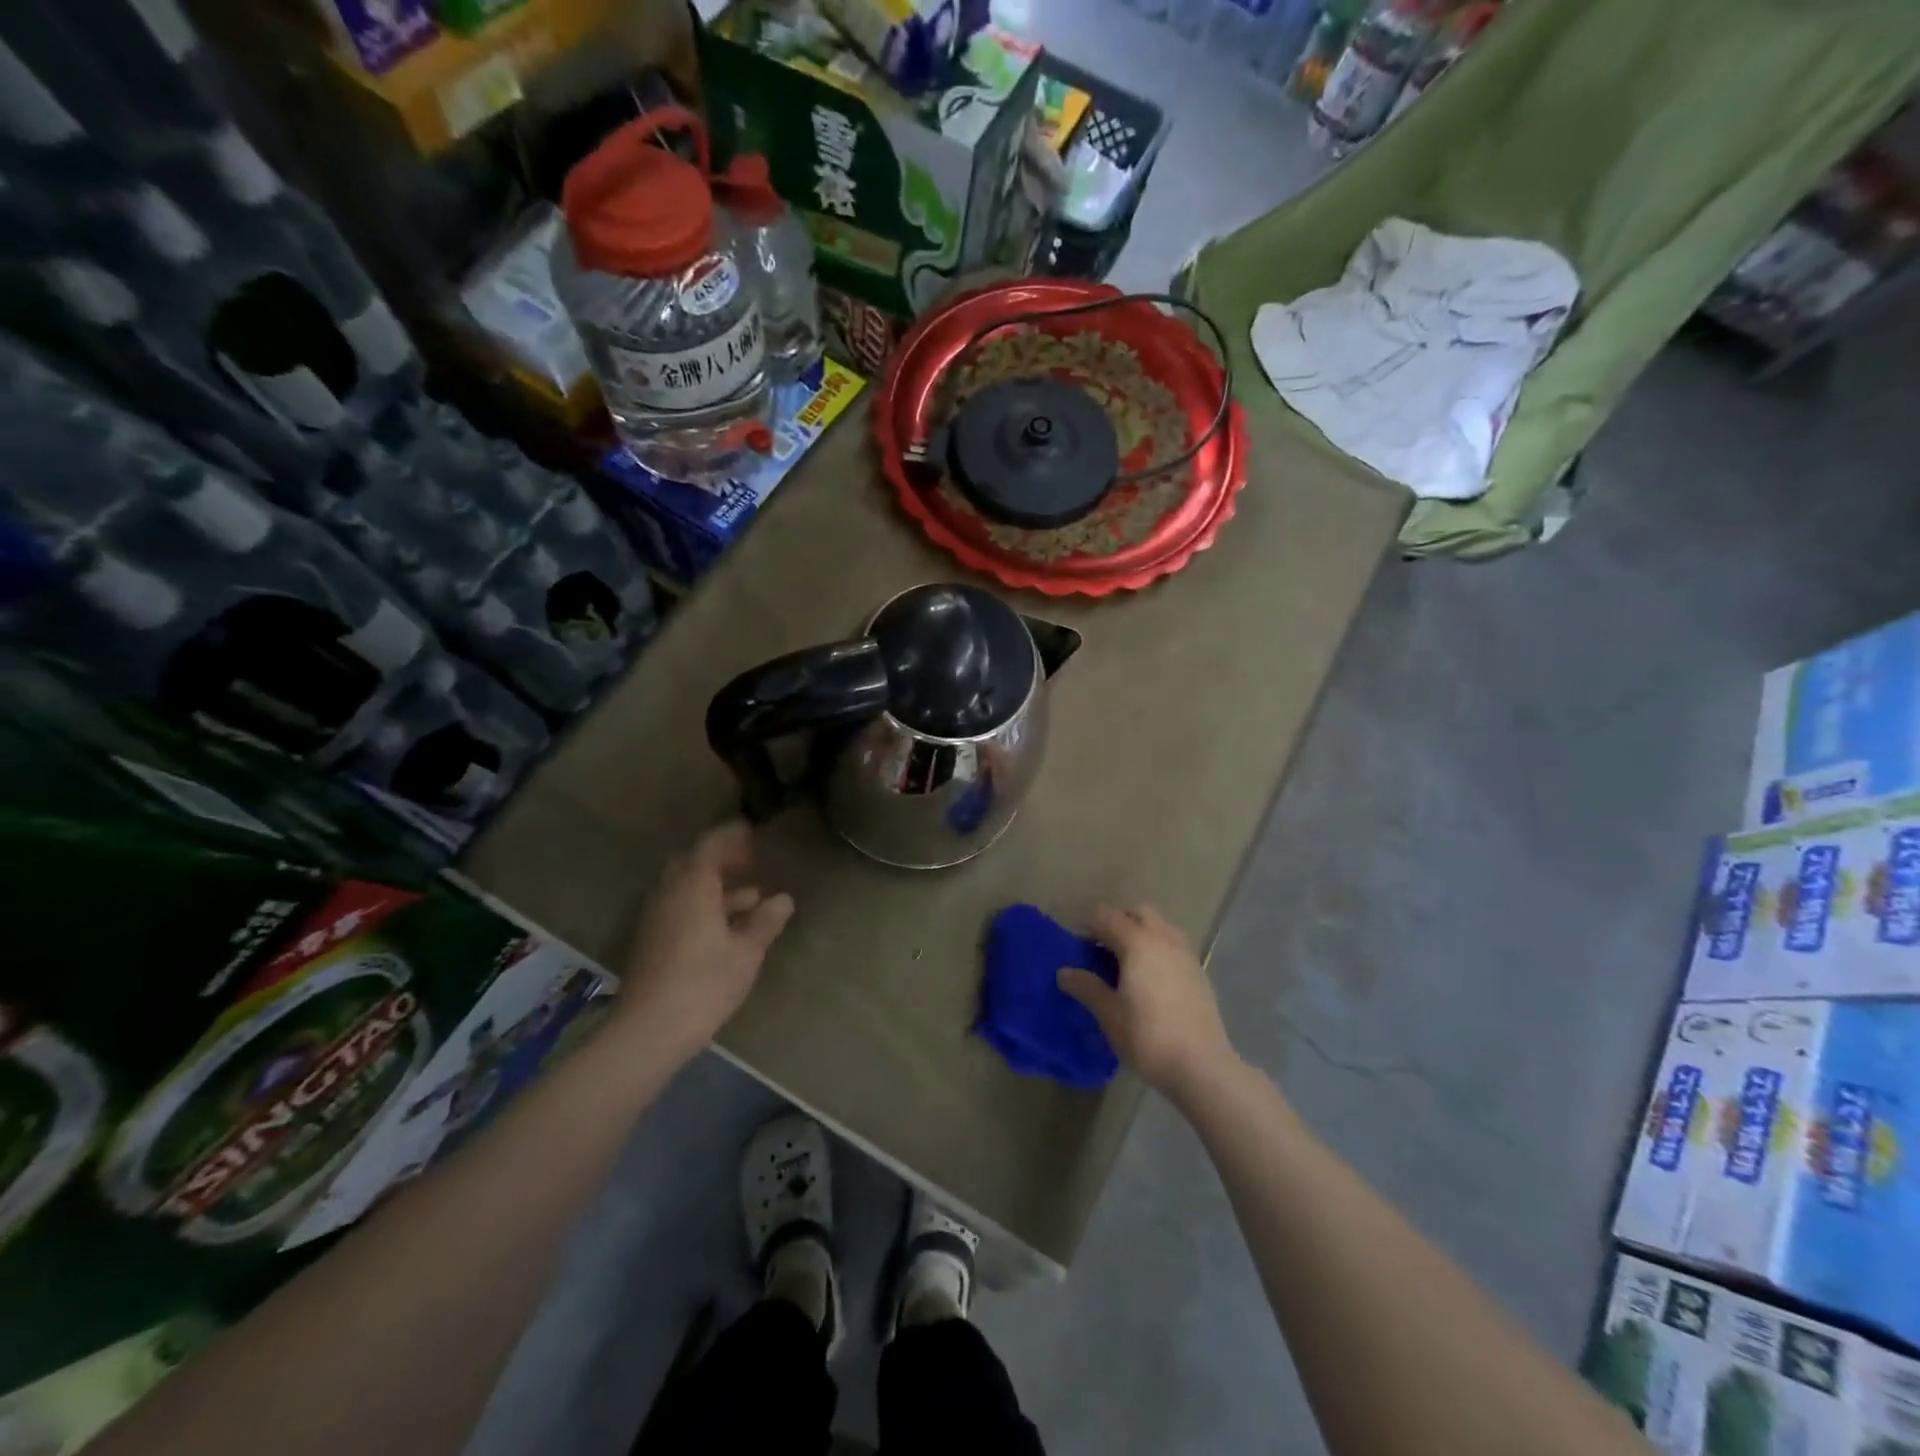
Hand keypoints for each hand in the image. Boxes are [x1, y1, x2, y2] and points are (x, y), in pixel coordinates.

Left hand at [617, 822, 793, 1063]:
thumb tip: (783, 899)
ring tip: (752, 897)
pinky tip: (726, 926)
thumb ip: (765, 922)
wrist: (649, 1030)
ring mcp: (656, 917)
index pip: (710, 845)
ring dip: (715, 885)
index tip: (752, 832)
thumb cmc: (704, 983)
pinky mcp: (651, 940)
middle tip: (751, 862)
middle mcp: (669, 893)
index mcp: (692, 886)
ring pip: (685, 887)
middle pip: (693, 863)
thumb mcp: (746, 952)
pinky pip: (679, 907)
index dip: (731, 836)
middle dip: (722, 859)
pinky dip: (703, 904)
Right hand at [1058, 905, 1235, 1100]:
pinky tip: (1152, 980)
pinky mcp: (1199, 972)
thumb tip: (1064, 972)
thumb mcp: (1109, 1014)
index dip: (1090, 926)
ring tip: (1129, 964)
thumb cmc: (1147, 1037)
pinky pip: (1175, 945)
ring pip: (1161, 926)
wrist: (1201, 1066)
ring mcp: (1186, 954)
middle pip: (1139, 912)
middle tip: (1104, 949)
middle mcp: (1164, 939)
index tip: (1079, 947)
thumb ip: (1086, 987)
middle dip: (1119, 921)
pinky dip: (1159, 949)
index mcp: (1138, 943)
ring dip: (1142, 933)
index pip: (1108, 916)